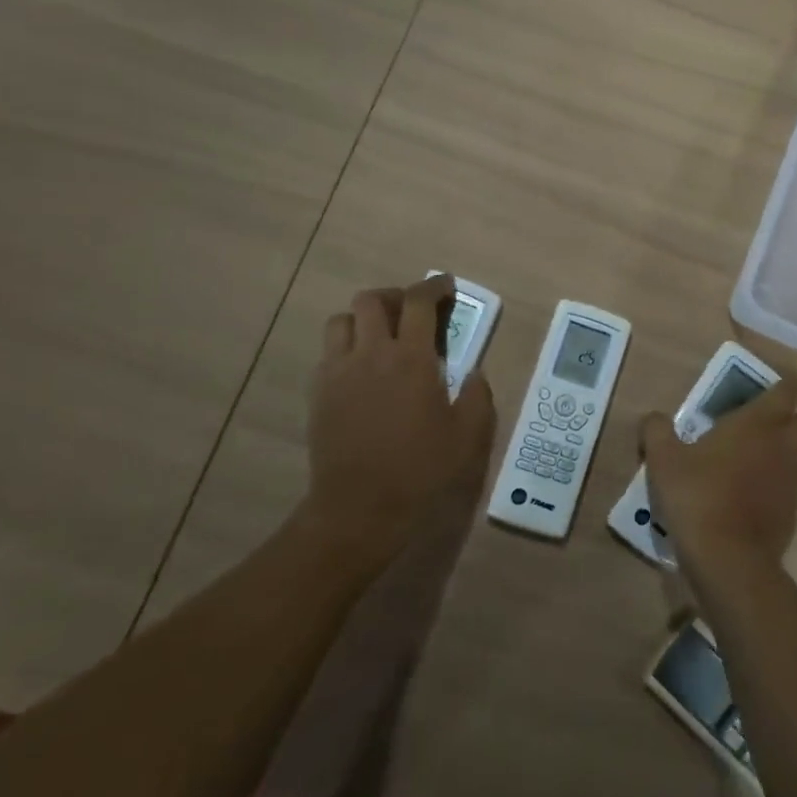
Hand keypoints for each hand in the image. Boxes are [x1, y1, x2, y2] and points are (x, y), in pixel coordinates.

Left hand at [306, 275, 496, 556]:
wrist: (358, 509)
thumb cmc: (420, 471)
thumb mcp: (468, 437)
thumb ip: (478, 396)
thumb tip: (475, 373)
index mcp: (411, 359)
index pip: (419, 302)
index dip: (434, 287)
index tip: (446, 286)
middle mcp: (371, 354)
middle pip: (372, 300)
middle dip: (395, 296)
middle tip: (412, 312)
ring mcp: (338, 372)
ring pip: (342, 321)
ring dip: (364, 319)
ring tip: (381, 336)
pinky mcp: (318, 393)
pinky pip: (328, 353)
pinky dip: (346, 348)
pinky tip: (361, 371)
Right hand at [639, 376, 796, 570]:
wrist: (728, 559)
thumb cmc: (698, 496)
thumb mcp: (663, 459)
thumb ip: (657, 431)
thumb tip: (653, 418)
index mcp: (759, 423)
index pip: (789, 389)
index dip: (787, 381)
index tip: (774, 380)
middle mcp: (784, 446)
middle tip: (768, 424)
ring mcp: (792, 483)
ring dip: (785, 456)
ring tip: (750, 464)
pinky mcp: (792, 514)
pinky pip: (789, 491)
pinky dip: (774, 489)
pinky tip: (745, 500)